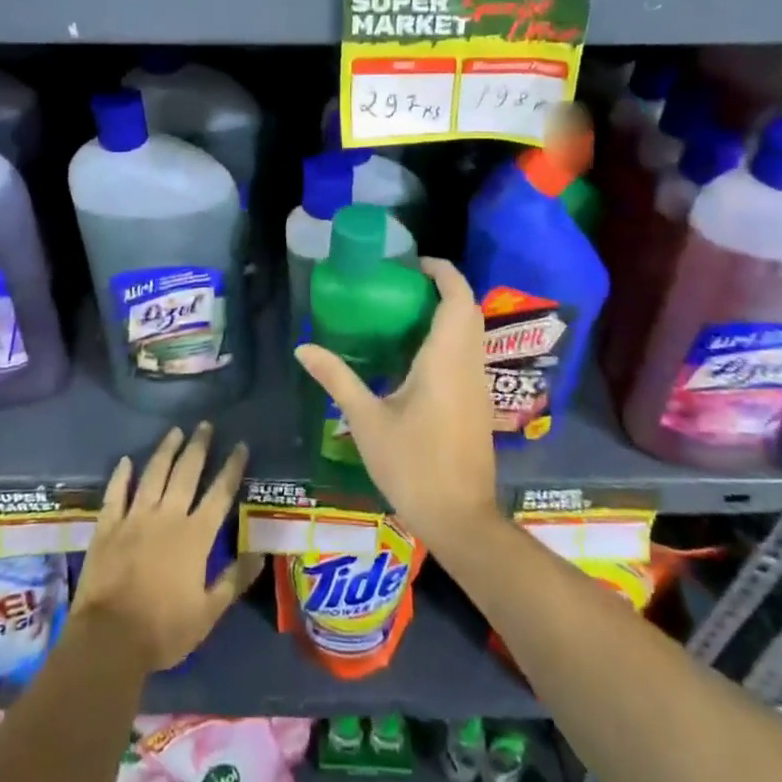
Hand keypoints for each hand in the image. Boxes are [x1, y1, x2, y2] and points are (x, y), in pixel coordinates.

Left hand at [71, 424, 265, 671]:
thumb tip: (261, 553)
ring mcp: (135, 518)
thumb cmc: (163, 629)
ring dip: (166, 451)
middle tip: (205, 425)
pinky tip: (125, 461)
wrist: (108, 639)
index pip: (220, 493)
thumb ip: (234, 579)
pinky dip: (121, 475)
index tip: (240, 445)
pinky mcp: (108, 526)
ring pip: (154, 474)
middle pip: (186, 472)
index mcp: (196, 535)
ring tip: (175, 431)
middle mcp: (168, 516)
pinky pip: (116, 493)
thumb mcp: (208, 613)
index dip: (232, 467)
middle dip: (199, 447)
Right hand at [295, 257, 499, 551]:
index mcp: (446, 358)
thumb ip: (337, 378)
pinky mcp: (478, 403)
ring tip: (402, 313)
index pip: (457, 296)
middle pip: (467, 309)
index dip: (441, 271)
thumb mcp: (366, 419)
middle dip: (441, 288)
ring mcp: (478, 384)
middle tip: (401, 285)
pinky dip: (448, 338)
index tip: (412, 263)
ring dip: (446, 313)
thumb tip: (302, 348)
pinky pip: (467, 353)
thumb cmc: (412, 464)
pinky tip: (414, 356)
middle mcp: (468, 363)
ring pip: (471, 332)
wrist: (460, 518)